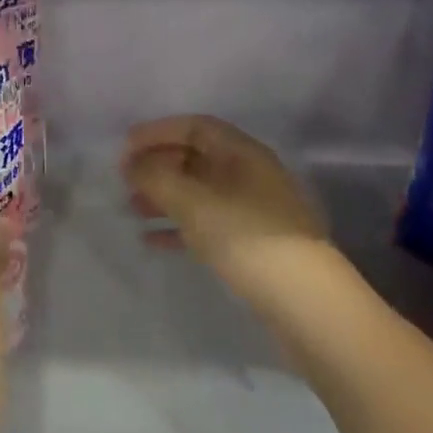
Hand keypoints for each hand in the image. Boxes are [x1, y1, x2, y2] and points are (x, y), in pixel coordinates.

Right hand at [121, 116, 338, 294]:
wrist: (308, 305)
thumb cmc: (249, 239)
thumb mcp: (195, 203)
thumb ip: (157, 177)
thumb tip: (132, 164)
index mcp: (242, 153)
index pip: (195, 127)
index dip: (157, 132)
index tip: (124, 148)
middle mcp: (249, 175)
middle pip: (196, 157)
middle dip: (158, 164)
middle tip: (124, 180)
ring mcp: (253, 211)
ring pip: (199, 192)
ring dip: (165, 196)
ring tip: (132, 208)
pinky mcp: (252, 244)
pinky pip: (207, 224)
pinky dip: (179, 227)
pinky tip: (152, 241)